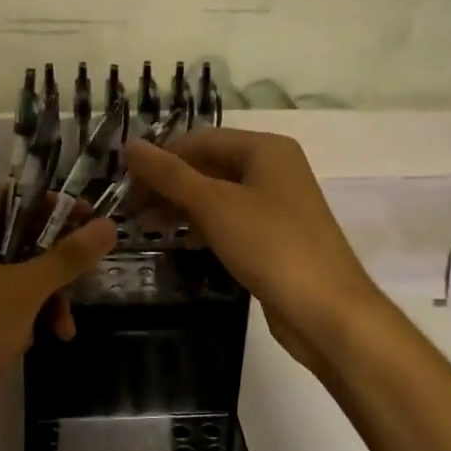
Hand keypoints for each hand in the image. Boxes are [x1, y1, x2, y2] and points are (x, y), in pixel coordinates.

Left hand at [0, 204, 115, 450]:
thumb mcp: (26, 288)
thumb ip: (69, 255)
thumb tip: (110, 225)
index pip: (5, 200)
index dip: (48, 207)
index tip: (86, 217)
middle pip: (12, 239)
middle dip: (51, 263)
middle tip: (86, 272)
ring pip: (11, 276)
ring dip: (45, 296)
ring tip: (65, 325)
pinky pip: (1, 305)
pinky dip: (26, 316)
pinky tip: (45, 338)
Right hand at [120, 130, 383, 371]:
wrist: (327, 311)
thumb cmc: (270, 244)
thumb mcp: (213, 204)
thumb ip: (169, 174)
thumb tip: (129, 145)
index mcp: (265, 148)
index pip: (199, 140)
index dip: (160, 157)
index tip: (123, 181)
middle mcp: (273, 168)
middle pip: (208, 165)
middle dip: (168, 184)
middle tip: (130, 208)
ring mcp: (277, 204)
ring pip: (217, 195)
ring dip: (180, 207)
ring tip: (144, 226)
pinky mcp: (275, 237)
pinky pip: (230, 220)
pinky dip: (202, 226)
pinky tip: (179, 242)